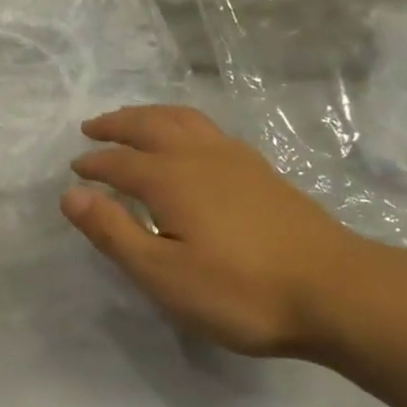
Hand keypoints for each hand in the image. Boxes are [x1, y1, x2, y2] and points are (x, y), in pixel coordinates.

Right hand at [62, 105, 384, 356]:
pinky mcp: (260, 169)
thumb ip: (114, 232)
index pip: (119, 162)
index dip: (94, 164)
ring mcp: (234, 158)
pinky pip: (207, 128)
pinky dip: (181, 122)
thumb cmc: (241, 292)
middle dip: (116, 124)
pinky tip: (188, 140)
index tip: (76, 169)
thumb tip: (70, 194)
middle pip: (148, 125)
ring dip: (149, 115)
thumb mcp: (164, 275)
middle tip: (92, 127)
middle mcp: (198, 155)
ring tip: (133, 120)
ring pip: (181, 119)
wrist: (336, 291)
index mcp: (170, 179)